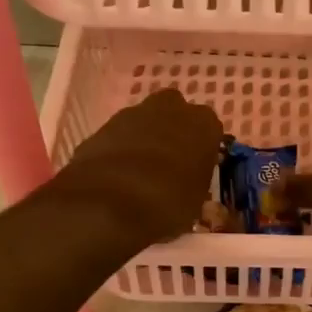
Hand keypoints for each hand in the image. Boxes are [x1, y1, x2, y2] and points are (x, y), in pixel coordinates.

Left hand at [56, 88, 223, 241]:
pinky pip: (119, 135)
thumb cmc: (167, 202)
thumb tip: (185, 185)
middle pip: (175, 113)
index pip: (209, 130)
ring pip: (144, 121)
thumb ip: (193, 183)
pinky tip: (116, 176)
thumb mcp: (195, 202)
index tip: (194, 168)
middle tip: (169, 163)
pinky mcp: (103, 125)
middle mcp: (171, 108)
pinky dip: (119, 149)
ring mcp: (134, 113)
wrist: (109, 201)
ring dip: (144, 139)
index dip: (200, 149)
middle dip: (172, 132)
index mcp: (203, 124)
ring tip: (139, 173)